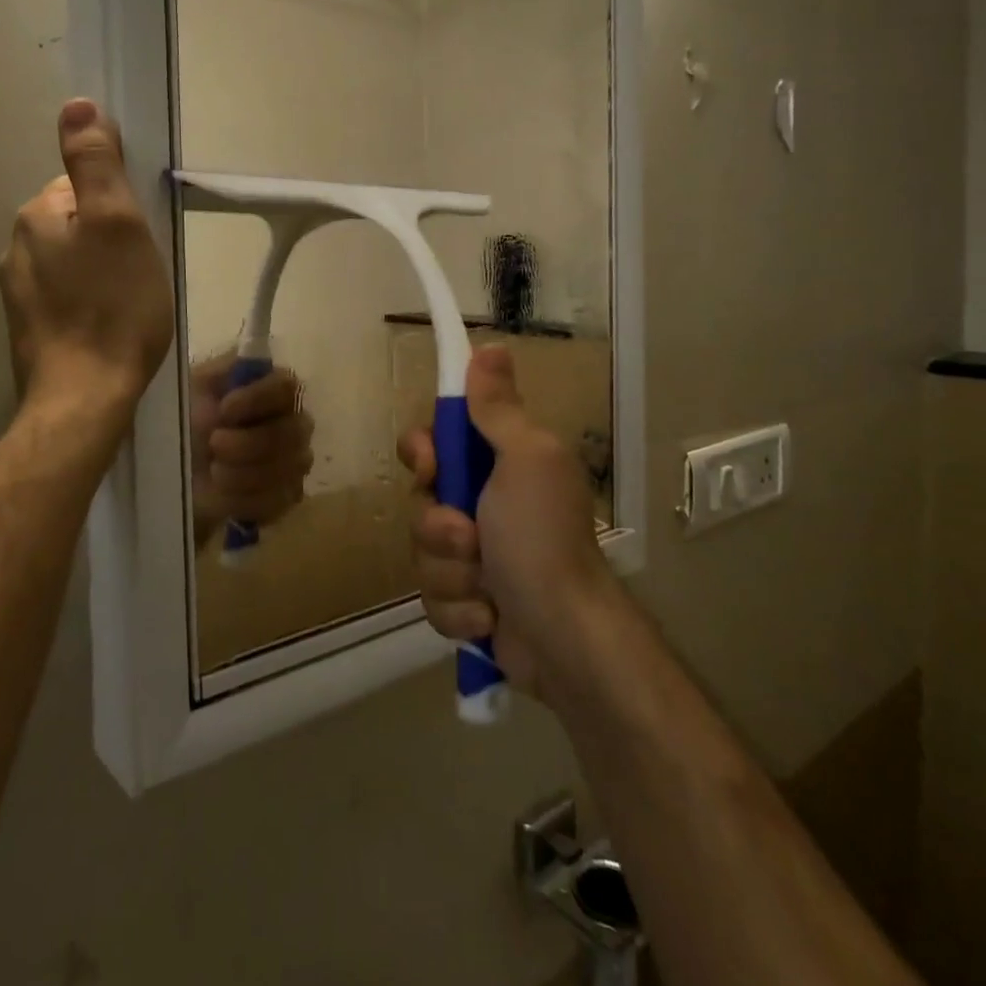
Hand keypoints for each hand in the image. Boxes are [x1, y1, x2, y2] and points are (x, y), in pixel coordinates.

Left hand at [0, 100, 173, 410]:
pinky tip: (108, 326)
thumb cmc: (113, 307)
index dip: (119, 207)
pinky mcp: (29, 329)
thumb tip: (77, 104)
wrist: (86, 396)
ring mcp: (17, 293)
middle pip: (75, 224)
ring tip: (129, 304)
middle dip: (108, 240)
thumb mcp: (119, 223)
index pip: (81, 186)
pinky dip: (87, 303)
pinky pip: (65, 297)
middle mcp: (16, 247)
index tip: (142, 238)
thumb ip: (96, 162)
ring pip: (70, 263)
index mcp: (36, 215)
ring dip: (99, 273)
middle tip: (141, 273)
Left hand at [189, 355, 313, 545]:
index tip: (224, 409)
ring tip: (213, 472)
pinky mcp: (286, 496)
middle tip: (214, 446)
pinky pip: (280, 499)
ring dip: (243, 473)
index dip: (257, 399)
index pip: (286, 385)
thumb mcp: (194, 387)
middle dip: (248, 443)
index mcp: (271, 389)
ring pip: (288, 467)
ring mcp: (294, 460)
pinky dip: (246, 499)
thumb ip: (221, 368)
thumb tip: (233, 344)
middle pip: (293, 431)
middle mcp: (292, 420)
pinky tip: (224, 494)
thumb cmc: (186, 422)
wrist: (175, 475)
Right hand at [397, 345, 615, 697]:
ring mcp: (473, 557)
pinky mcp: (466, 602)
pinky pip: (432, 598)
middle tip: (471, 537)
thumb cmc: (543, 538)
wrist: (564, 639)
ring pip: (422, 553)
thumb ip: (499, 409)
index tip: (432, 466)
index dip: (424, 453)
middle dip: (440, 527)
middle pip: (421, 500)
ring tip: (488, 588)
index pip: (435, 441)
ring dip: (452, 573)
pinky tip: (489, 617)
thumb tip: (492, 347)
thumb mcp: (525, 460)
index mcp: (498, 465)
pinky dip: (459, 610)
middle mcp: (483, 505)